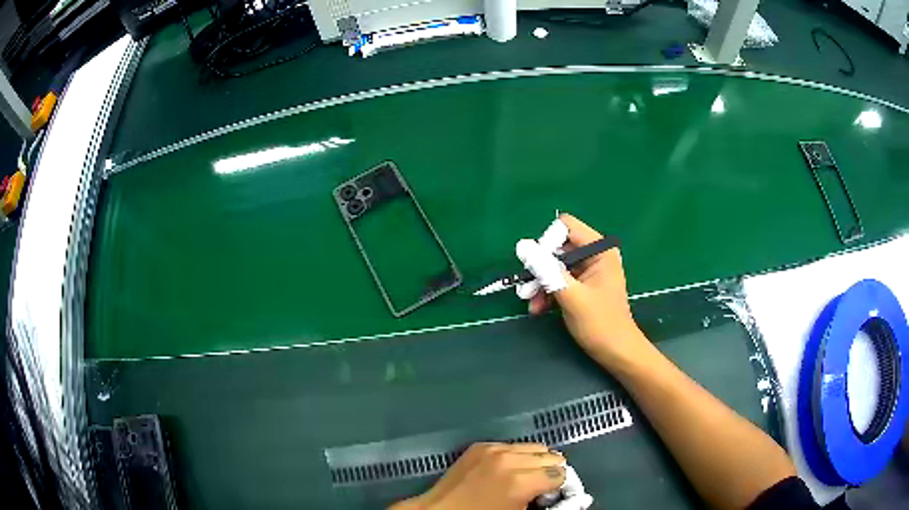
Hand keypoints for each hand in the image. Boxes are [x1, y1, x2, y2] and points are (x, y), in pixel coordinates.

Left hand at [390, 443, 564, 509]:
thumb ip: (542, 501)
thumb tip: (555, 493)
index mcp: (520, 482)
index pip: (560, 474)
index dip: (559, 486)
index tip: (552, 494)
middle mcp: (509, 459)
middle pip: (550, 456)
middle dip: (549, 471)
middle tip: (541, 487)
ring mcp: (493, 449)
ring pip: (533, 446)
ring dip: (534, 461)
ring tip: (525, 476)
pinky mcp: (480, 446)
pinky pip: (511, 445)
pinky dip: (515, 456)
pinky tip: (506, 470)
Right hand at [524, 214, 649, 367]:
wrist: (616, 352)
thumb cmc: (600, 324)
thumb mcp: (571, 295)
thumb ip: (546, 270)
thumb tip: (522, 246)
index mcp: (600, 250)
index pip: (566, 228)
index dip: (547, 243)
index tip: (536, 267)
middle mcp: (595, 254)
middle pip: (558, 248)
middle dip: (541, 268)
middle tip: (526, 290)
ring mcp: (589, 270)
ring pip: (555, 265)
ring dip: (541, 283)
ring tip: (531, 304)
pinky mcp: (583, 285)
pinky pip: (559, 279)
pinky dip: (548, 292)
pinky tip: (539, 309)